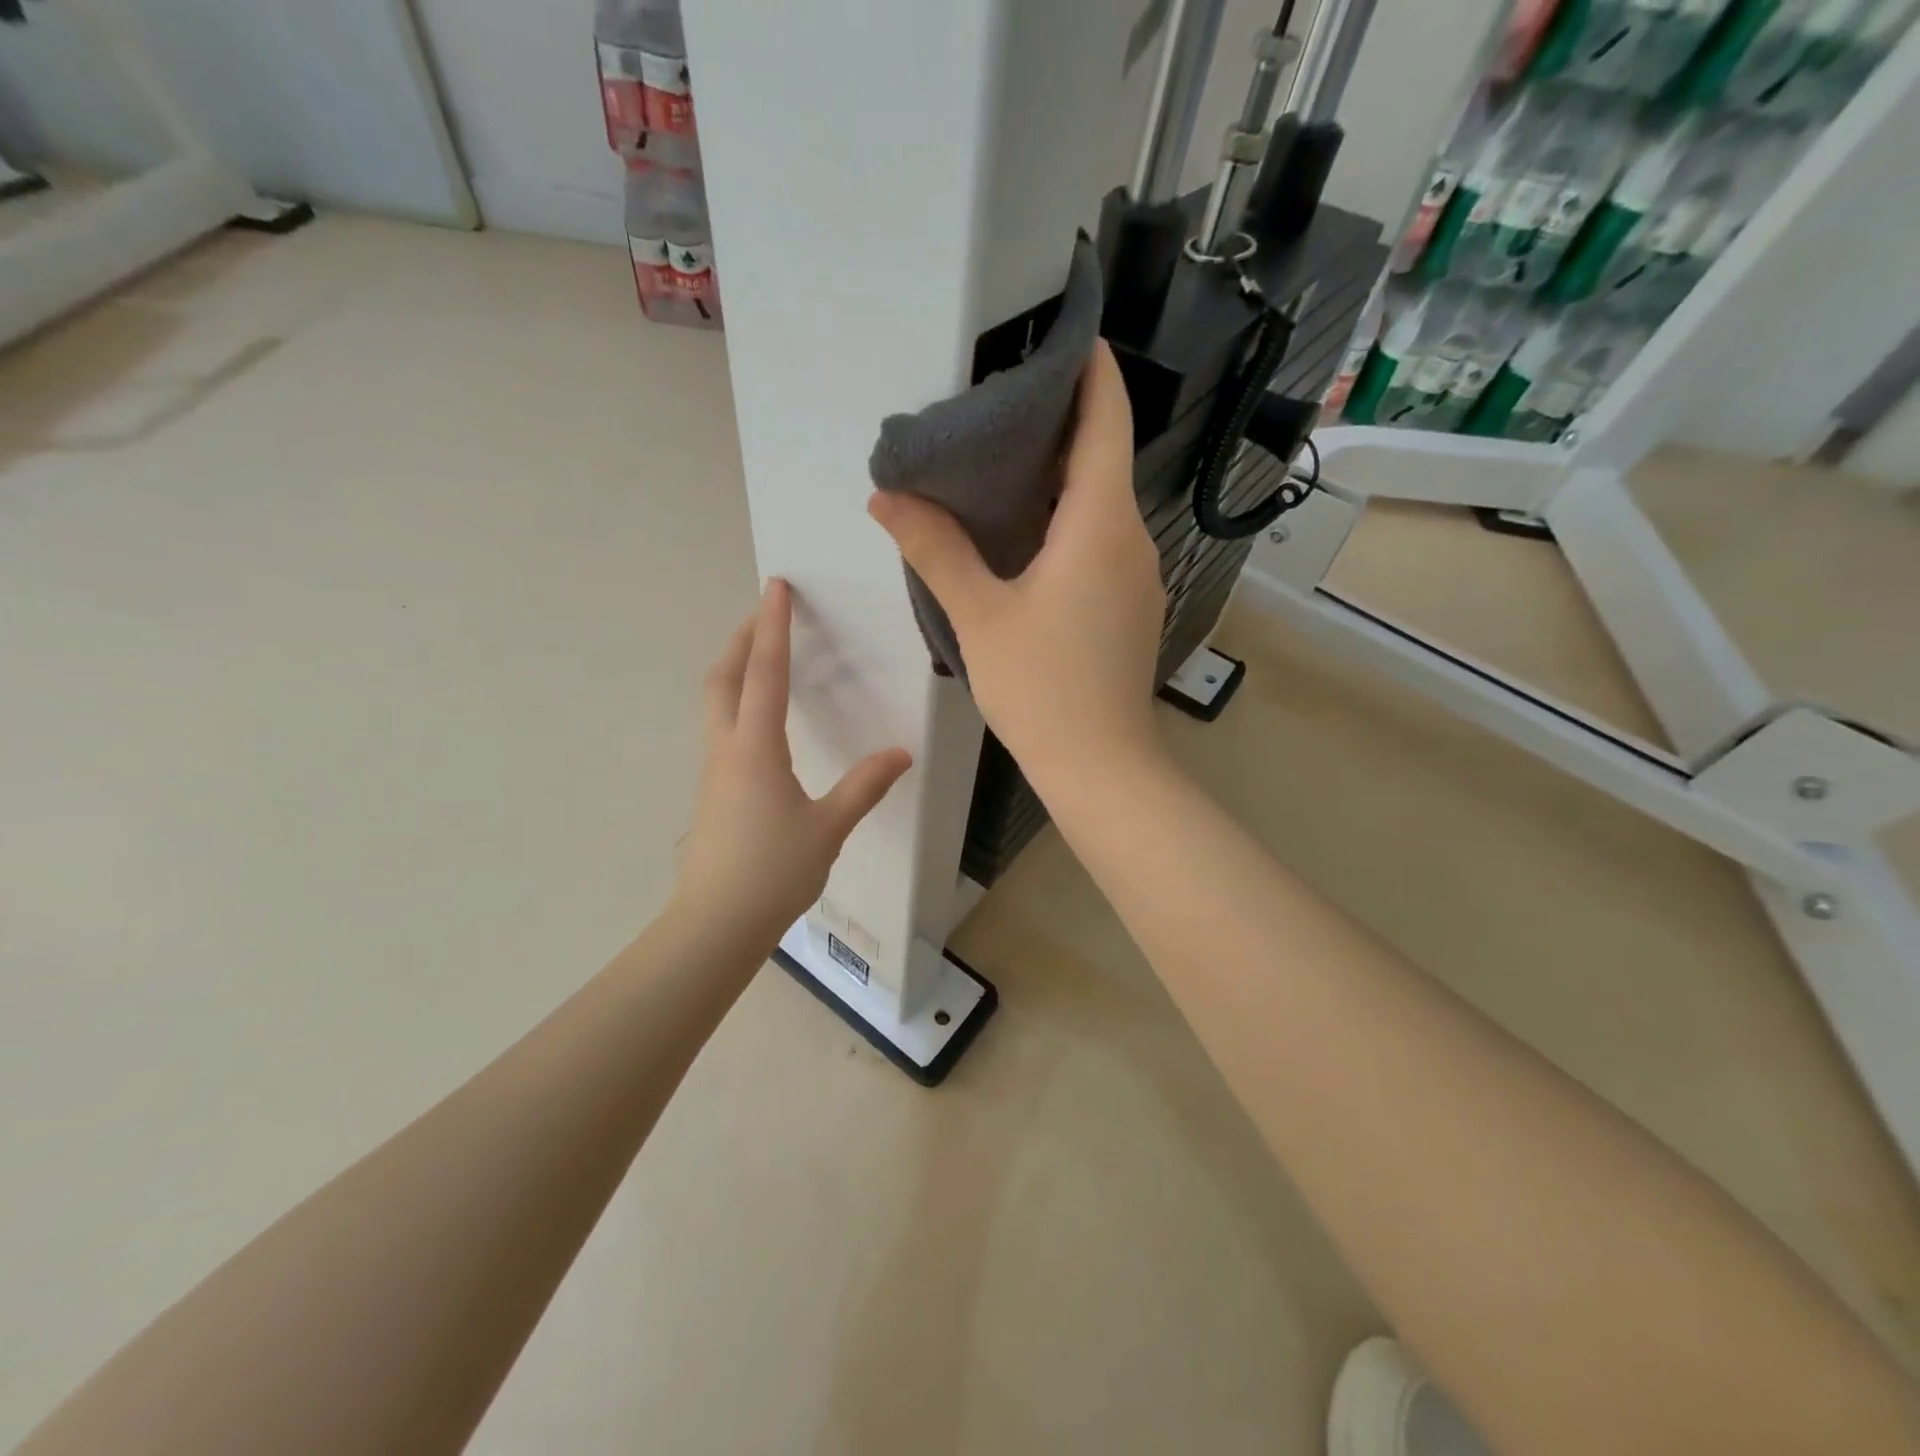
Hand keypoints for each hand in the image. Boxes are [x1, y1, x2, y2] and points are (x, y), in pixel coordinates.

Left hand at [673, 580, 911, 943]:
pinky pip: (721, 727)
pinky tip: (759, 718)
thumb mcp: (829, 827)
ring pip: (716, 701)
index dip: (773, 627)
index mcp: (756, 748)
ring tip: (760, 654)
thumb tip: (902, 753)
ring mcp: (714, 770)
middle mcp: (727, 748)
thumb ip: (865, 786)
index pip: (765, 673)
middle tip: (763, 612)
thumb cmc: (773, 871)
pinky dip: (736, 700)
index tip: (775, 587)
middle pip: (724, 677)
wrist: (716, 923)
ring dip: (734, 667)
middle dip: (741, 638)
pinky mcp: (713, 790)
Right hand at [868, 340, 1166, 782]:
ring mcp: (1138, 575)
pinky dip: (1070, 520)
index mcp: (1100, 524)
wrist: (1100, 765)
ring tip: (1003, 463)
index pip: (1106, 422)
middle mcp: (1132, 539)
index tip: (1070, 334)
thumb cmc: (1041, 688)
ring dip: (1063, 477)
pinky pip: (1103, 541)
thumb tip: (887, 498)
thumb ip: (935, 551)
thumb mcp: (979, 616)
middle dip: (1062, 423)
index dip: (1093, 372)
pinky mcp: (1131, 604)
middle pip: (1104, 459)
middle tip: (1002, 403)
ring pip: (1103, 504)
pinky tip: (1027, 534)